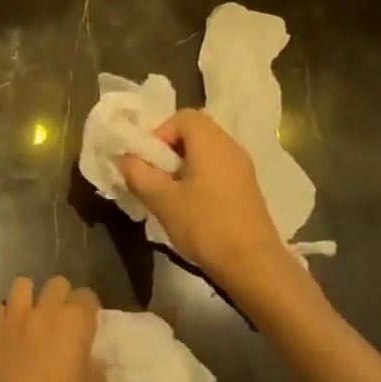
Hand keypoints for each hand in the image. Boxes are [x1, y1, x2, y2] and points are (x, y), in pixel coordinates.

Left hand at [0, 277, 104, 381]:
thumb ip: (95, 370)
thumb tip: (93, 360)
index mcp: (75, 321)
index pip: (87, 295)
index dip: (88, 308)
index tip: (87, 323)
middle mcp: (45, 310)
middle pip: (56, 283)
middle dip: (61, 296)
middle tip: (60, 319)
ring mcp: (14, 316)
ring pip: (22, 285)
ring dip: (29, 297)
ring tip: (30, 316)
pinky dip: (6, 316)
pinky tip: (8, 333)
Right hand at [118, 109, 297, 303]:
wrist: (253, 265)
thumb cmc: (205, 225)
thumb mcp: (161, 200)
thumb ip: (138, 174)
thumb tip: (126, 158)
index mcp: (210, 142)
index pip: (182, 116)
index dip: (160, 132)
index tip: (150, 161)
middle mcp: (230, 146)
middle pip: (195, 130)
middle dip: (170, 148)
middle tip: (156, 175)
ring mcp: (243, 167)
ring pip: (207, 150)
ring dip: (185, 163)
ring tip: (171, 192)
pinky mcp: (248, 187)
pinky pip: (219, 167)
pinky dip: (201, 175)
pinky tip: (192, 205)